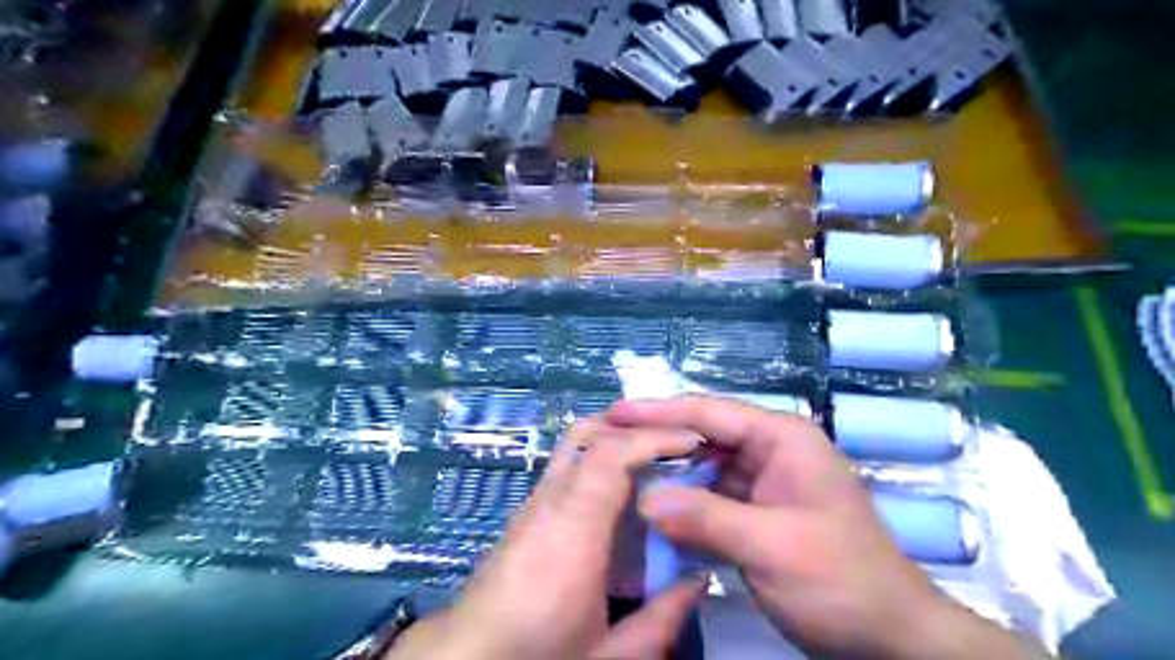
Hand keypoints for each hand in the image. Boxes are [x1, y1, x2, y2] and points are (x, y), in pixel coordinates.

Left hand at [390, 420, 706, 655]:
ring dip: (615, 438)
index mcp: (574, 531)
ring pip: (573, 444)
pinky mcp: (525, 511)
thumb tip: (700, 580)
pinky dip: (598, 458)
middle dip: (634, 427)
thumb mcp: (610, 655)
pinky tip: (619, 487)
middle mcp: (549, 503)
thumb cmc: (538, 656)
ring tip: (654, 456)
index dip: (653, 438)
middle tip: (675, 442)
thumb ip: (662, 619)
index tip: (691, 442)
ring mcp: (532, 502)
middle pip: (587, 435)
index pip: (610, 455)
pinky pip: (566, 465)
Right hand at [610, 397, 1040, 658]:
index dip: (659, 411)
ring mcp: (764, 480)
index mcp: (782, 439)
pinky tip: (652, 507)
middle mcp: (771, 450)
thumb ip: (706, 519)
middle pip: (703, 434)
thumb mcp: (772, 547)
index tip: (614, 412)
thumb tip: (645, 501)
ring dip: (667, 471)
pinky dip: (683, 501)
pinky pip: (711, 496)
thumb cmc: (841, 581)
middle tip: (608, 442)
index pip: (710, 412)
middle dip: (658, 438)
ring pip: (704, 466)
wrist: (890, 636)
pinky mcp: (757, 510)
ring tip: (620, 471)